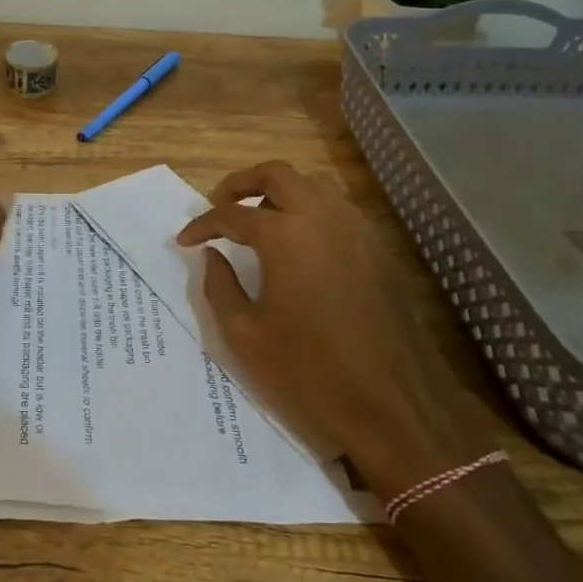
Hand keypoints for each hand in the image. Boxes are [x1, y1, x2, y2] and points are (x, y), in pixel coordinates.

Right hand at [177, 161, 492, 498]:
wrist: (397, 407)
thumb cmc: (311, 373)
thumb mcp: (244, 335)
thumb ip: (219, 286)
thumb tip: (211, 256)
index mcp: (285, 235)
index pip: (231, 214)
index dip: (202, 224)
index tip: (185, 240)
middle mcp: (322, 217)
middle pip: (275, 174)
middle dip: (240, 184)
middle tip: (220, 206)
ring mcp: (357, 229)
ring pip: (312, 184)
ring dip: (279, 192)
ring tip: (259, 220)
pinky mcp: (380, 248)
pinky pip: (338, 208)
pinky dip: (310, 210)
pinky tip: (300, 243)